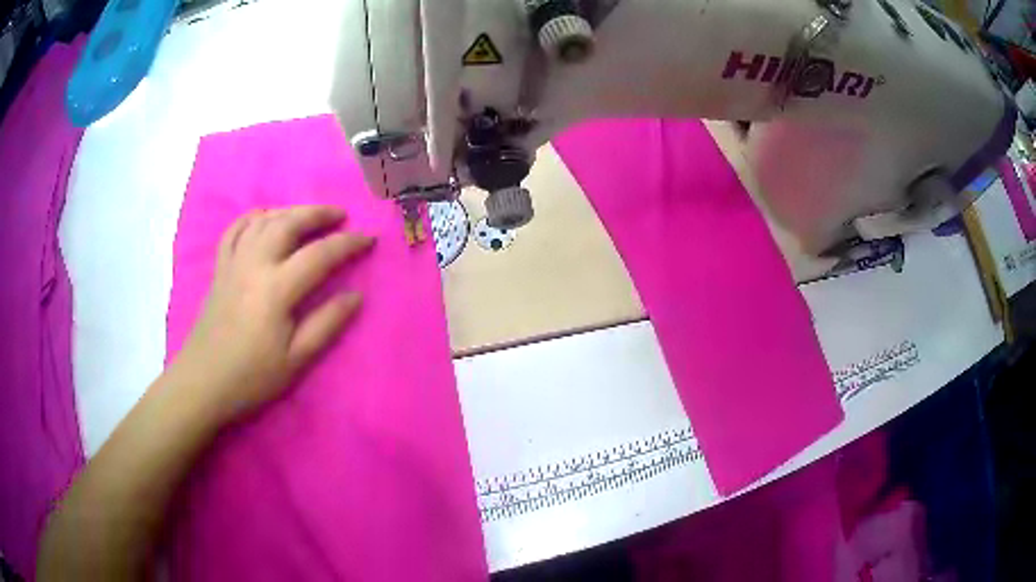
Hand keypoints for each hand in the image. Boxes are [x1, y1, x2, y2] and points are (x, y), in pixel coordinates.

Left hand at [173, 205, 373, 421]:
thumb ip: (326, 324)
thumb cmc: (251, 377)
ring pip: (263, 221)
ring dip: (289, 211)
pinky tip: (263, 218)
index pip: (319, 254)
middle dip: (318, 214)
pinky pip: (235, 230)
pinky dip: (252, 218)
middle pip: (289, 223)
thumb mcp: (295, 360)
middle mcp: (255, 264)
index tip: (368, 240)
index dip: (348, 243)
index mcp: (276, 288)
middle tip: (340, 215)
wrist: (203, 382)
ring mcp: (233, 262)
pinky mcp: (219, 268)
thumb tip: (356, 296)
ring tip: (308, 215)